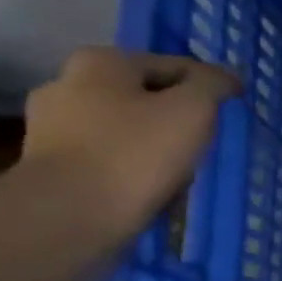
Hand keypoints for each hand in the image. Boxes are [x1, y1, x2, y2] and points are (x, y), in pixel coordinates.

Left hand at [18, 48, 239, 244]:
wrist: (69, 217)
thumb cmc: (135, 153)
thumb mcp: (192, 110)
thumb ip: (213, 85)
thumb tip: (226, 78)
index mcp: (100, 62)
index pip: (175, 66)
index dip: (210, 87)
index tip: (233, 111)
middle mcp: (67, 86)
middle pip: (145, 98)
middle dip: (176, 118)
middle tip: (205, 145)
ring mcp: (51, 129)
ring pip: (126, 131)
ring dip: (154, 147)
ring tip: (181, 175)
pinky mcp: (48, 169)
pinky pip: (107, 161)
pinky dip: (131, 171)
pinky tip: (150, 192)